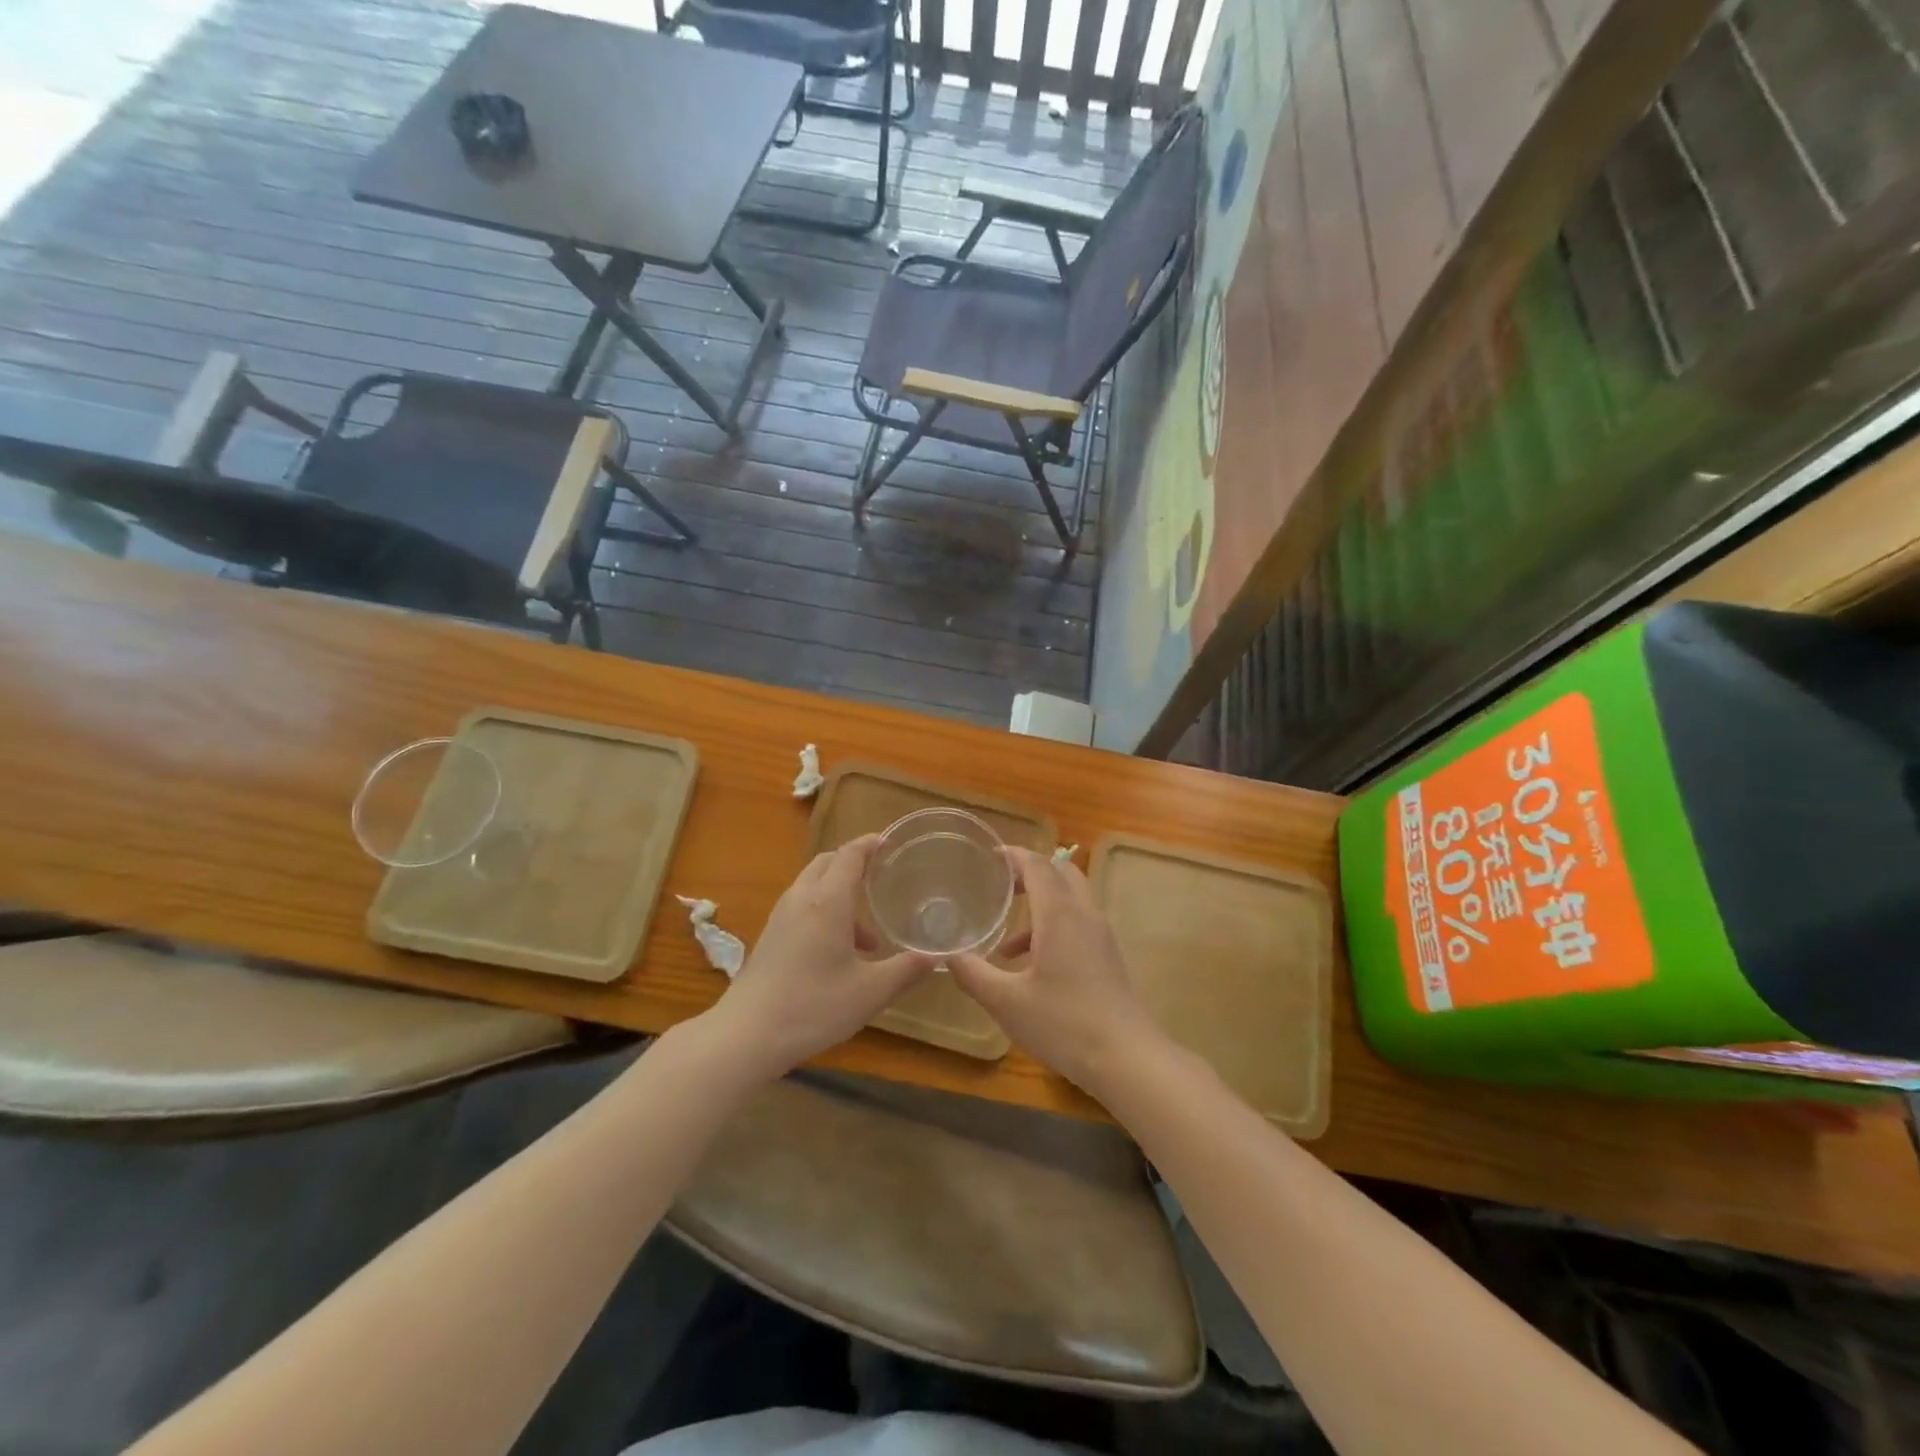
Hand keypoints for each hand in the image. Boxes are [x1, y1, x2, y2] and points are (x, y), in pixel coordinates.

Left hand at [709, 835, 937, 1075]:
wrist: (746, 1035)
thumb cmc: (813, 1006)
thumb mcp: (870, 992)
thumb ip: (907, 971)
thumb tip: (938, 956)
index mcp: (828, 901)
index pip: (850, 855)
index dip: (870, 844)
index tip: (890, 842)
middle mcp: (802, 899)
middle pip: (827, 862)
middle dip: (854, 864)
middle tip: (881, 878)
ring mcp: (781, 917)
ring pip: (813, 886)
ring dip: (840, 895)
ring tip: (868, 938)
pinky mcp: (770, 936)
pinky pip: (802, 906)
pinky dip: (824, 912)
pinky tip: (838, 954)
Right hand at [949, 847, 1161, 1093]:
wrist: (1127, 1059)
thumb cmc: (1064, 1023)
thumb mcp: (1007, 1002)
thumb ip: (974, 975)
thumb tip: (947, 956)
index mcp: (1060, 914)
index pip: (1038, 865)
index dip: (1013, 856)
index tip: (988, 857)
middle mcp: (1084, 915)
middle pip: (1060, 874)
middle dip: (1029, 875)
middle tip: (999, 888)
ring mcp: (1101, 936)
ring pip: (1070, 902)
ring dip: (1039, 909)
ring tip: (1005, 946)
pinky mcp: (1108, 958)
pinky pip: (1078, 925)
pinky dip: (1052, 930)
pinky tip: (1031, 970)